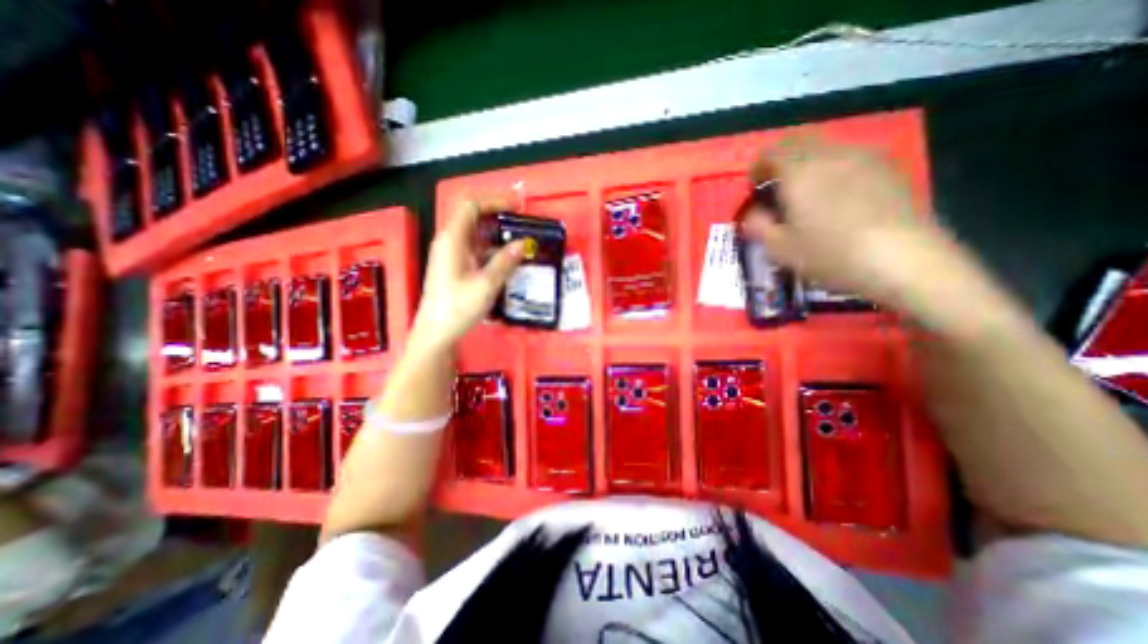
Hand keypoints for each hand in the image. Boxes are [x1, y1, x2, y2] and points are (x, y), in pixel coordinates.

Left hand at [407, 200, 522, 352]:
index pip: (471, 206)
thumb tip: (523, 243)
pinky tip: (506, 259)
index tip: (517, 206)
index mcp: (452, 240)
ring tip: (520, 240)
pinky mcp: (455, 267)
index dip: (494, 201)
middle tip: (522, 222)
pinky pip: (475, 249)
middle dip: (497, 215)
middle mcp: (449, 242)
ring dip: (496, 233)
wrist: (435, 333)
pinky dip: (491, 248)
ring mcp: (451, 255)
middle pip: (473, 217)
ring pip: (475, 234)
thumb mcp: (485, 285)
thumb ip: (505, 262)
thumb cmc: (457, 308)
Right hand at [745, 139, 961, 308]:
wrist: (902, 260)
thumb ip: (758, 226)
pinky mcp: (888, 168)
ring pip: (826, 149)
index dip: (758, 167)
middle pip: (800, 143)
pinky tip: (837, 198)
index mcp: (800, 172)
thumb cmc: (830, 254)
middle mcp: (831, 155)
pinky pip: (849, 158)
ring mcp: (864, 158)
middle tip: (776, 188)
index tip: (754, 187)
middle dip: (782, 161)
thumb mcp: (779, 249)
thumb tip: (754, 214)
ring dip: (808, 165)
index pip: (772, 153)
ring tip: (807, 194)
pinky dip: (833, 169)